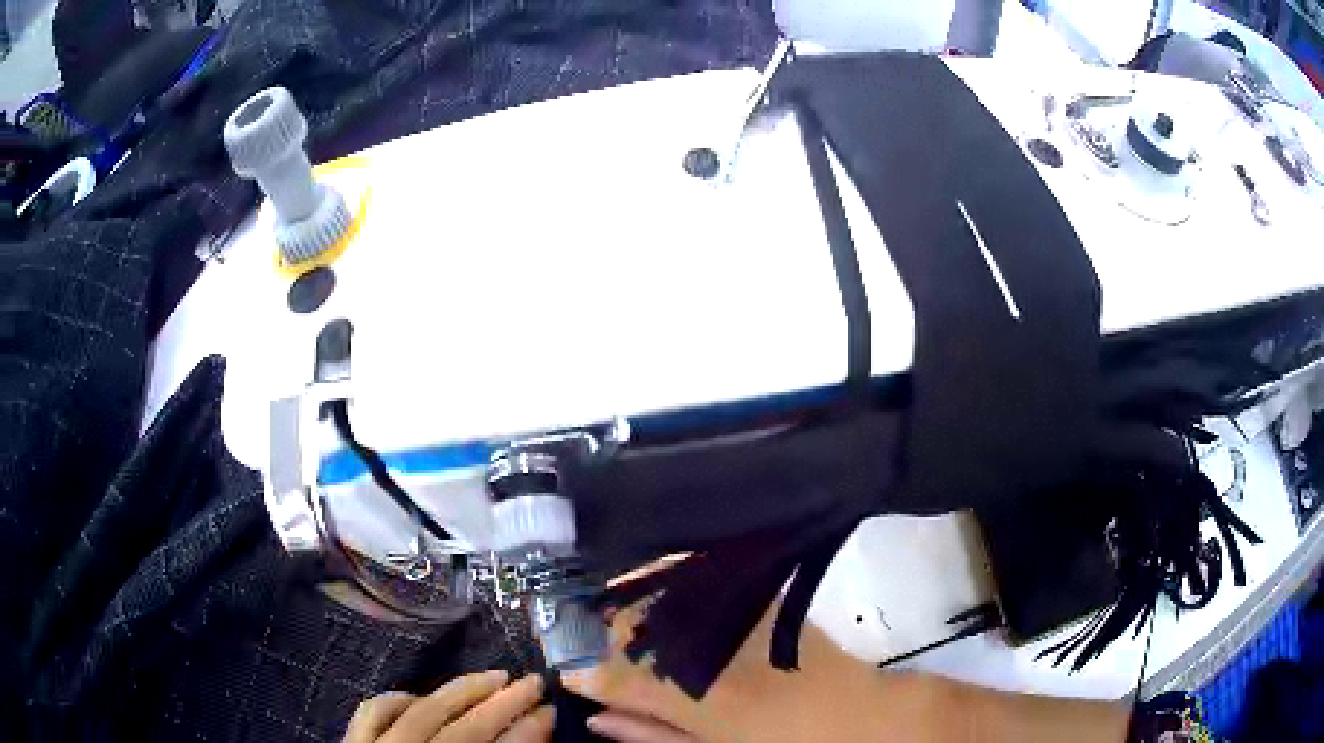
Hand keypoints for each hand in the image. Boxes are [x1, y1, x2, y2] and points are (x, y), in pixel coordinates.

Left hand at [345, 672, 555, 742]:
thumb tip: (531, 740)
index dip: (526, 733)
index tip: (551, 712)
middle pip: (465, 730)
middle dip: (504, 705)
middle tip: (535, 682)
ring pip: (422, 711)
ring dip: (461, 690)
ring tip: (494, 677)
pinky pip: (374, 711)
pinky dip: (399, 698)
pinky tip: (421, 697)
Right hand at [564, 596, 938, 742]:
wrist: (855, 715)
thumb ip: (650, 733)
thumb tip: (598, 718)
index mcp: (694, 697)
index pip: (616, 677)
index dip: (582, 670)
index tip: (567, 666)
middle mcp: (710, 651)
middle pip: (634, 627)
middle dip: (602, 628)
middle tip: (589, 631)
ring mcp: (737, 619)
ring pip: (663, 594)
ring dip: (633, 599)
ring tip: (619, 605)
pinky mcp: (761, 598)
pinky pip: (703, 576)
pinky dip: (674, 577)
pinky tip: (663, 580)